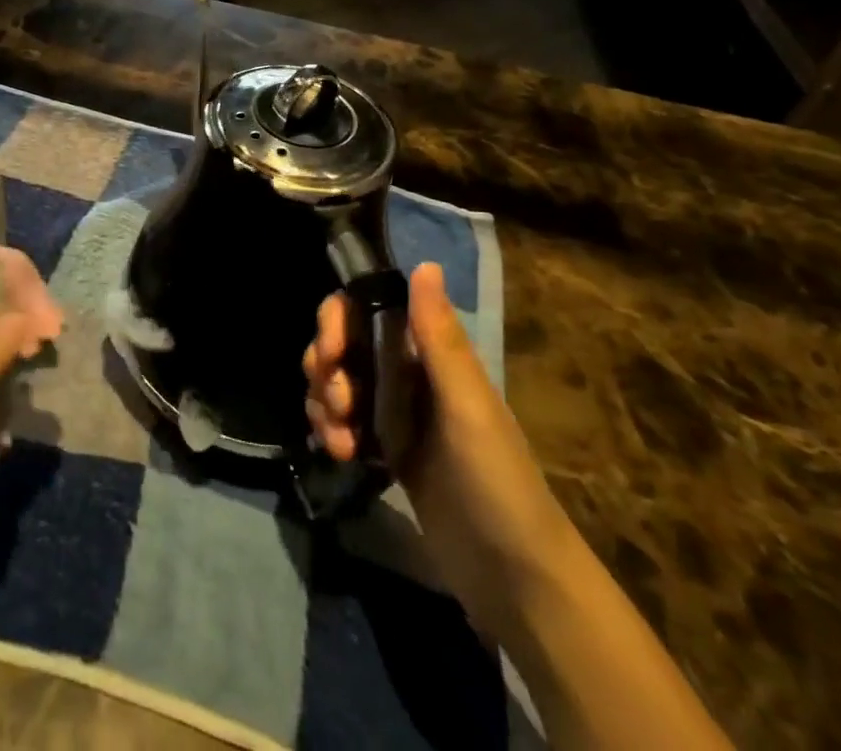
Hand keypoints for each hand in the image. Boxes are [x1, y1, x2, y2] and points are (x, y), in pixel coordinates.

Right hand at [304, 262, 576, 635]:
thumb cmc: (496, 480)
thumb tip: (424, 263)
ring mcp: (395, 413)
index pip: (369, 310)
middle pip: (345, 345)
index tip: (329, 352)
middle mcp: (408, 374)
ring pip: (338, 383)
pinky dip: (330, 429)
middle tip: (336, 403)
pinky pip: (342, 422)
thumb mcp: (468, 407)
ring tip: (337, 440)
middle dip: (326, 366)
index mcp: (430, 354)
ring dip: (324, 402)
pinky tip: (338, 453)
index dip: (338, 320)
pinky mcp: (386, 451)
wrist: (516, 577)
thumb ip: (440, 338)